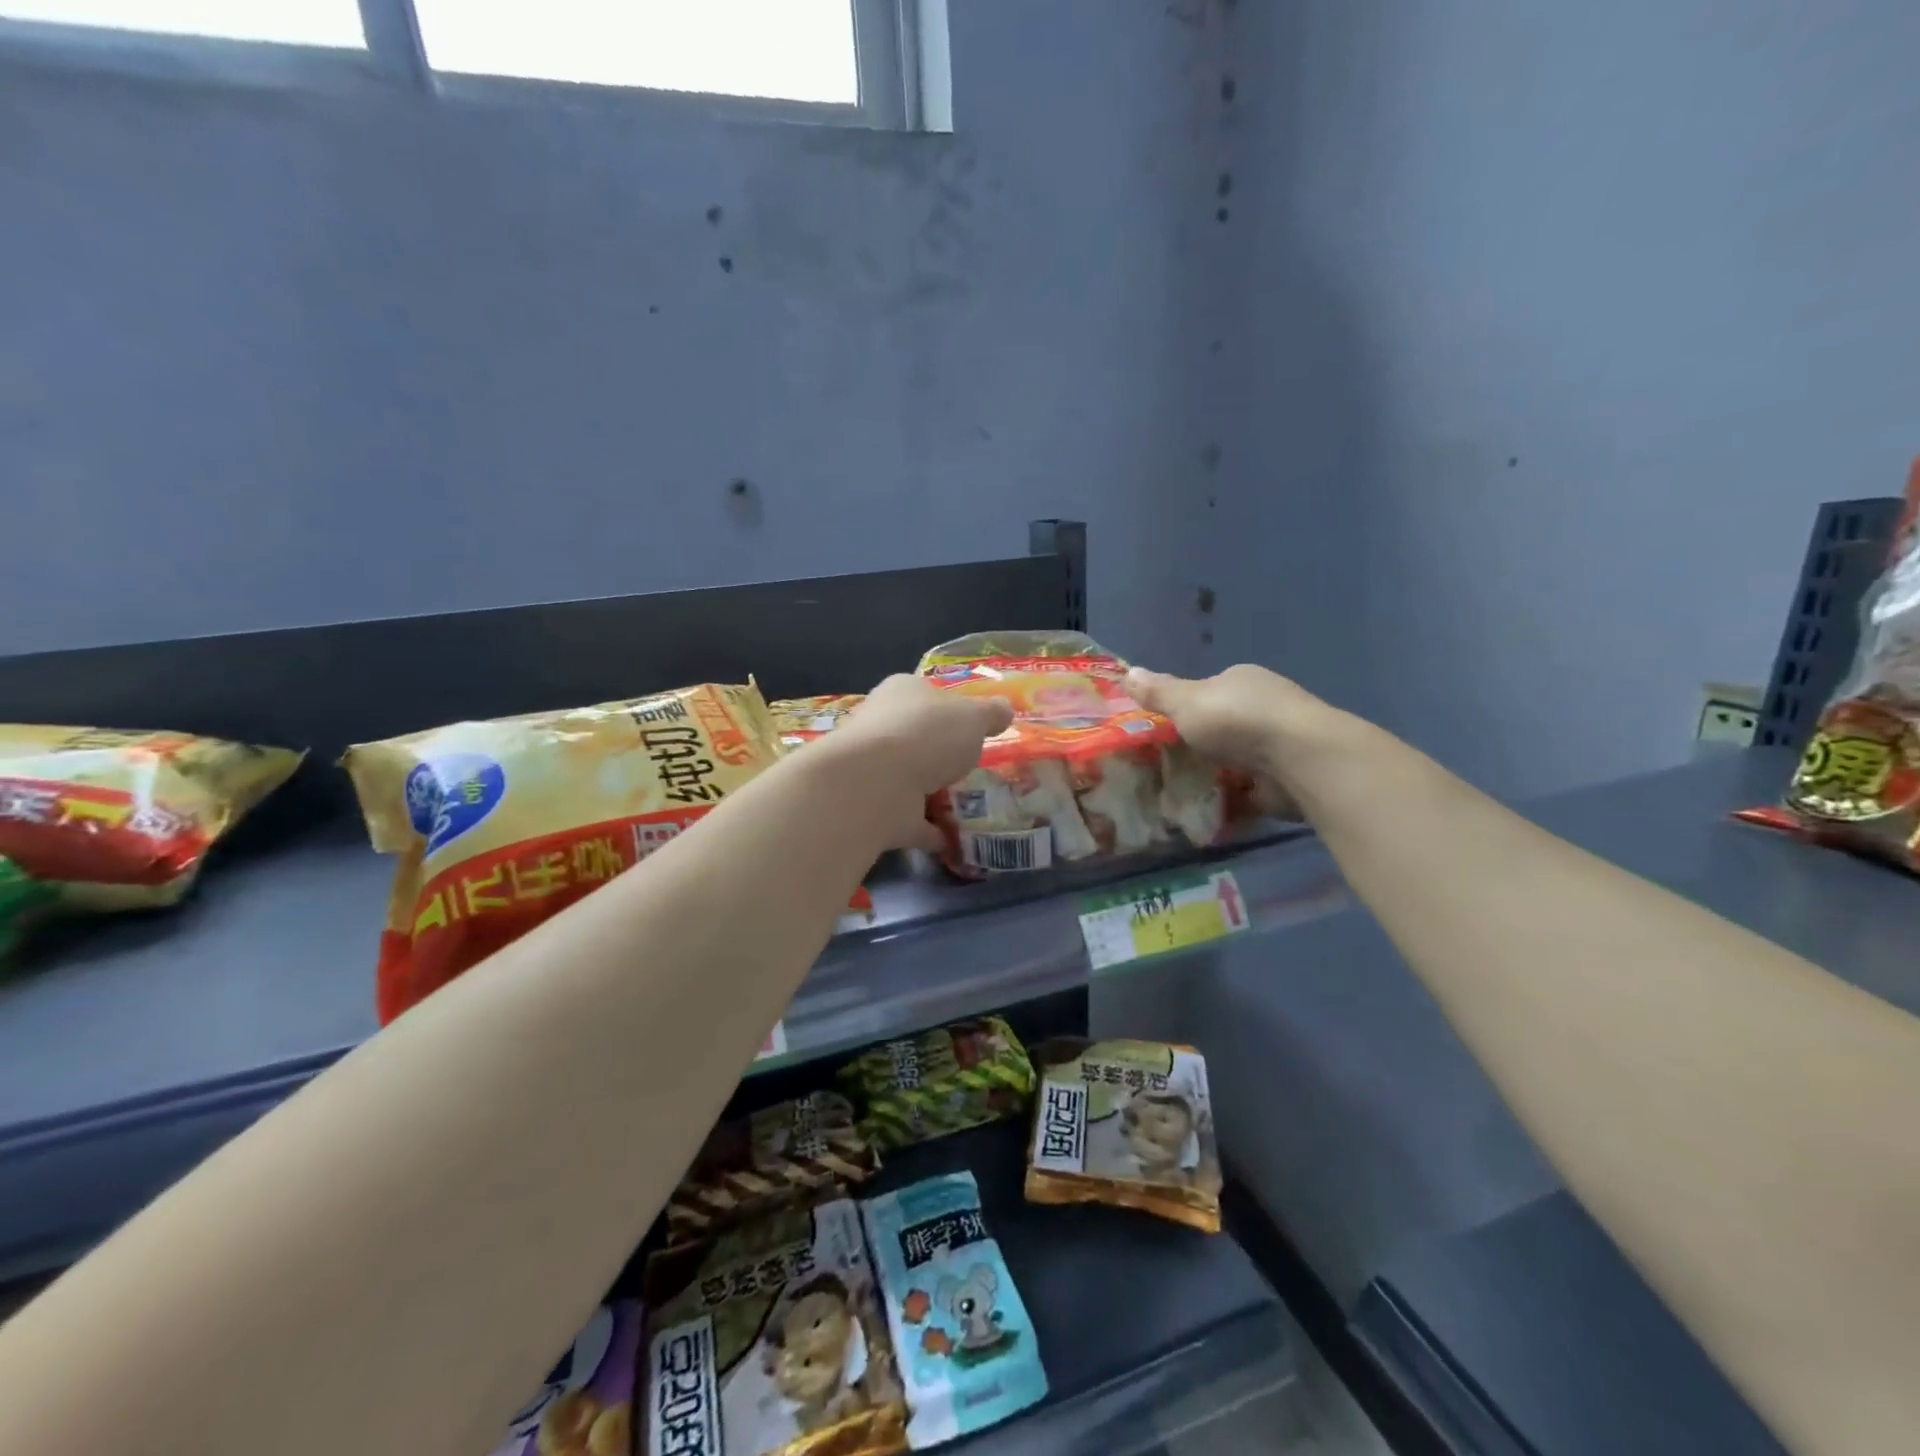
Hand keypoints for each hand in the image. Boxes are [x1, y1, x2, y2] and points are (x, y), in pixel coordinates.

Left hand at [826, 676, 1013, 849]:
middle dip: (937, 752)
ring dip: (932, 792)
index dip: (948, 707)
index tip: (972, 727)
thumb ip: (990, 714)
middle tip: (971, 767)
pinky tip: (954, 839)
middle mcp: (881, 727)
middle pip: (914, 737)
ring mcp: (875, 771)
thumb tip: (1005, 709)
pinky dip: (929, 830)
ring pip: (909, 779)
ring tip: (970, 805)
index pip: (924, 694)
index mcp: (901, 693)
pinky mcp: (875, 809)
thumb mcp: (974, 716)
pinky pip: (910, 820)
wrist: (877, 783)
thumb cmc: (928, 734)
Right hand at [1124, 664, 1340, 807]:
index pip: (1210, 690)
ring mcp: (1280, 742)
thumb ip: (1158, 692)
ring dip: (1220, 771)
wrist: (1297, 758)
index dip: (1188, 707)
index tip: (1166, 729)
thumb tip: (1127, 672)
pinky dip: (1237, 796)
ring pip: (1240, 756)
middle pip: (1225, 724)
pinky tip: (1213, 810)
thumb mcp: (1185, 702)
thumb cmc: (1236, 719)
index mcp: (1242, 680)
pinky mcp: (1289, 776)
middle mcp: (1265, 705)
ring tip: (1184, 791)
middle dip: (1204, 742)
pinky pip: (1253, 787)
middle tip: (1169, 763)